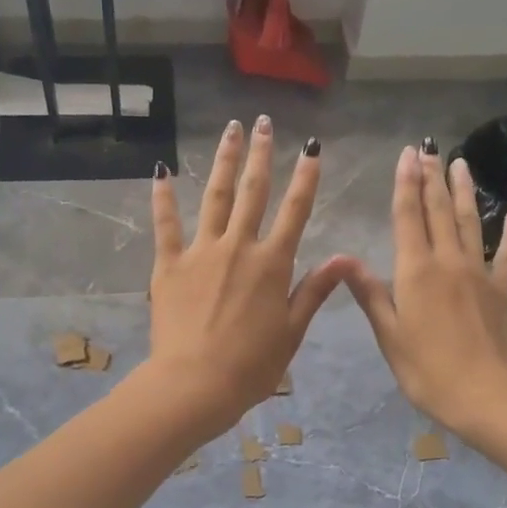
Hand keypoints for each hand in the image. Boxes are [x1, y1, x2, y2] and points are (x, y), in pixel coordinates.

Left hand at [144, 117, 347, 434]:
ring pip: (214, 197)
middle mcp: (238, 247)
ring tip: (228, 131)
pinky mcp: (169, 265)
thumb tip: (345, 257)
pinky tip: (162, 170)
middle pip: (253, 193)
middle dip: (259, 155)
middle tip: (262, 123)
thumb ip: (315, 290)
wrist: (196, 384)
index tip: (312, 148)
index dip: (306, 177)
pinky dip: (163, 197)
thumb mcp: (292, 331)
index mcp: (272, 264)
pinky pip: (166, 225)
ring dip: (222, 162)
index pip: (295, 211)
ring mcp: (201, 252)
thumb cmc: (251, 366)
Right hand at [344, 140, 506, 433]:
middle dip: (432, 178)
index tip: (406, 154)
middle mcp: (447, 262)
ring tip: (461, 163)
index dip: (405, 184)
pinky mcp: (503, 289)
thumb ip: (369, 292)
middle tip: (429, 148)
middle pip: (439, 211)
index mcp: (415, 271)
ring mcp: (480, 273)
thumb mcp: (388, 333)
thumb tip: (343, 257)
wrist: (484, 394)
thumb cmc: (426, 369)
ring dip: (465, 192)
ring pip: (471, 222)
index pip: (407, 217)